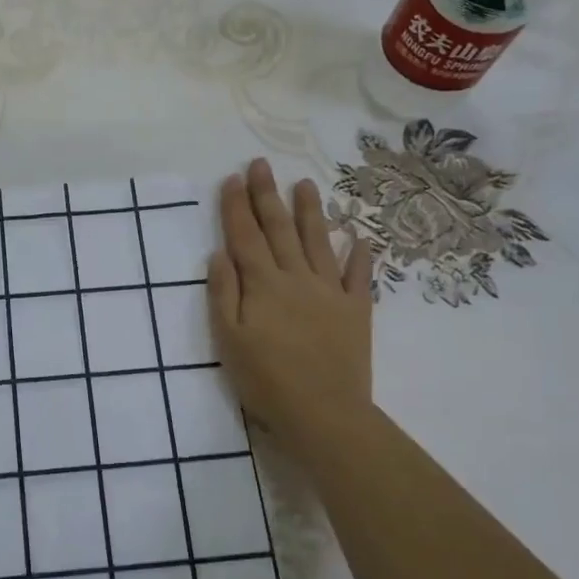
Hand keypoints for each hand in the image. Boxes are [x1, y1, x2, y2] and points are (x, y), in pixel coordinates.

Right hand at [208, 159, 375, 454]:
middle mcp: (296, 278)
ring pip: (318, 242)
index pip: (245, 236)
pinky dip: (358, 254)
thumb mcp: (228, 340)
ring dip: (310, 211)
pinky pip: (358, 275)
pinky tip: (359, 237)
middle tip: (261, 164)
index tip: (232, 178)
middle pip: (278, 229)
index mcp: (263, 285)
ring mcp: (330, 292)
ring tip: (305, 183)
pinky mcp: (356, 310)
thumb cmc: (266, 381)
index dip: (236, 206)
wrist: (324, 413)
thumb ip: (223, 294)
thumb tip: (219, 254)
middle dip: (267, 195)